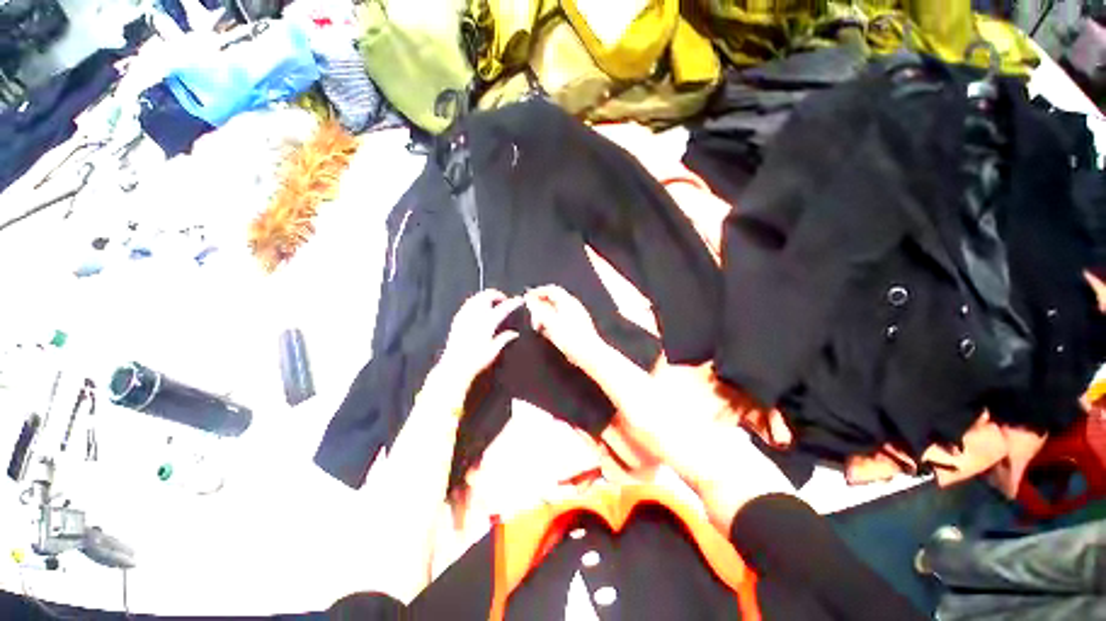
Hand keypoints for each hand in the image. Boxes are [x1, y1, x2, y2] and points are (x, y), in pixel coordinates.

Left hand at [430, 290, 522, 403]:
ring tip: (492, 302)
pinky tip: (478, 308)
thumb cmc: (476, 361)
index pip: (503, 307)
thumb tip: (514, 333)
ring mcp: (465, 316)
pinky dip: (476, 301)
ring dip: (486, 296)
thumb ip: (504, 339)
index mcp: (487, 323)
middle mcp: (476, 316)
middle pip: (488, 296)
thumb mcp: (494, 351)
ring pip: (477, 297)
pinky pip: (468, 303)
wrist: (454, 366)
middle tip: (504, 300)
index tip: (519, 300)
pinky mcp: (457, 319)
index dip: (513, 302)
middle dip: (498, 294)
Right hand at [524, 285, 604, 370]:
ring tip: (538, 325)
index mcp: (568, 302)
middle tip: (532, 313)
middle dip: (540, 305)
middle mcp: (573, 307)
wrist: (589, 354)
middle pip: (554, 300)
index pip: (552, 290)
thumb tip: (530, 300)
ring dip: (545, 316)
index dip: (538, 291)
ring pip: (557, 311)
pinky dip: (552, 324)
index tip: (527, 297)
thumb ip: (538, 310)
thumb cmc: (571, 338)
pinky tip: (547, 333)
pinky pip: (561, 321)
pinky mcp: (577, 328)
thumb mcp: (550, 322)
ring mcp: (576, 317)